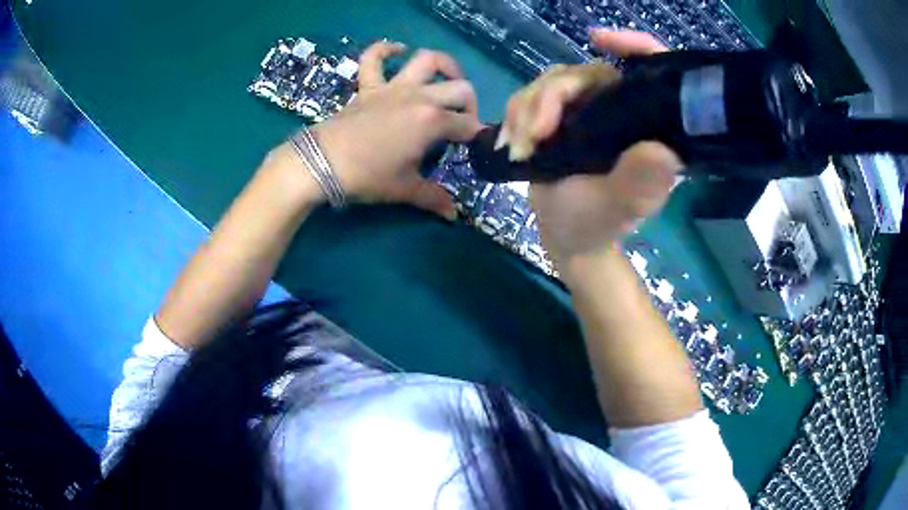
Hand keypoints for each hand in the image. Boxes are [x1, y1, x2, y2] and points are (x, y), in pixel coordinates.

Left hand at [272, 42, 483, 218]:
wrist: (321, 162)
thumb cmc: (367, 176)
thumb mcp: (404, 189)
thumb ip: (433, 198)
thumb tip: (453, 215)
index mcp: (432, 122)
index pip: (468, 125)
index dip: (478, 137)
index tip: (475, 149)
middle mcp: (419, 97)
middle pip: (460, 89)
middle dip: (470, 105)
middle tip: (462, 123)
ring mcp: (393, 87)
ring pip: (426, 60)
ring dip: (444, 65)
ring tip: (447, 79)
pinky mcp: (368, 86)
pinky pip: (374, 58)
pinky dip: (386, 50)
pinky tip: (398, 50)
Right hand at [501, 30, 683, 263]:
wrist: (565, 236)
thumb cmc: (595, 225)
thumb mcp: (619, 208)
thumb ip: (638, 182)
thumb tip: (663, 151)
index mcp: (646, 127)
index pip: (652, 71)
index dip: (634, 45)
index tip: (599, 40)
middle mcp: (620, 110)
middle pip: (585, 73)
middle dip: (551, 98)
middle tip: (533, 136)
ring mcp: (588, 110)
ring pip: (552, 82)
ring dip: (526, 111)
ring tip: (519, 150)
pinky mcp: (561, 116)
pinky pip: (531, 96)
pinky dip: (515, 116)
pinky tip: (512, 145)